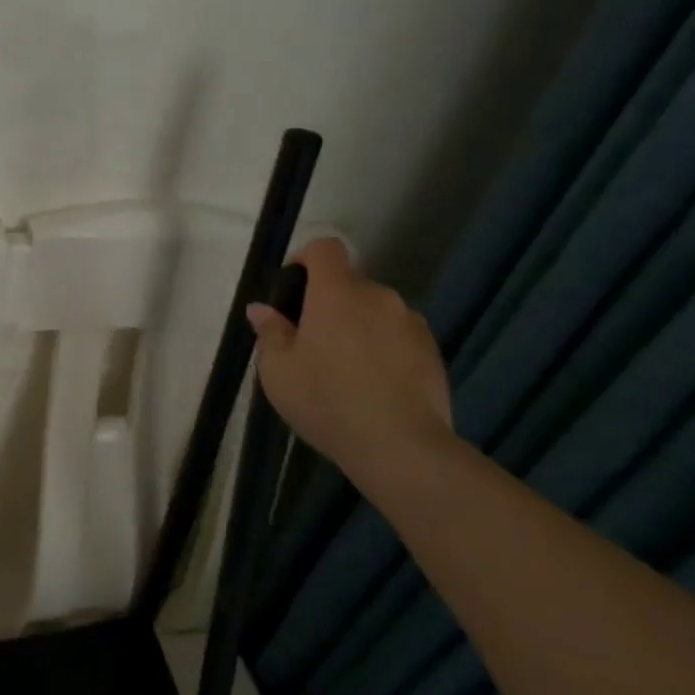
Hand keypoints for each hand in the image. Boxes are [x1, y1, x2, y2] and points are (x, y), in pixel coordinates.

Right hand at [246, 238, 454, 472]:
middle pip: (349, 284)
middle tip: (312, 344)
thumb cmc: (326, 400)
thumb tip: (262, 309)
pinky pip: (398, 336)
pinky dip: (384, 349)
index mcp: (336, 293)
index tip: (293, 290)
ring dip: (359, 327)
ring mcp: (411, 323)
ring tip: (346, 370)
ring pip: (375, 312)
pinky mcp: (433, 351)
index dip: (306, 259)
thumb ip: (270, 332)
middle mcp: (378, 296)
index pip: (325, 248)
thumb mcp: (278, 370)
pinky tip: (374, 386)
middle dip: (329, 304)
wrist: (400, 446)